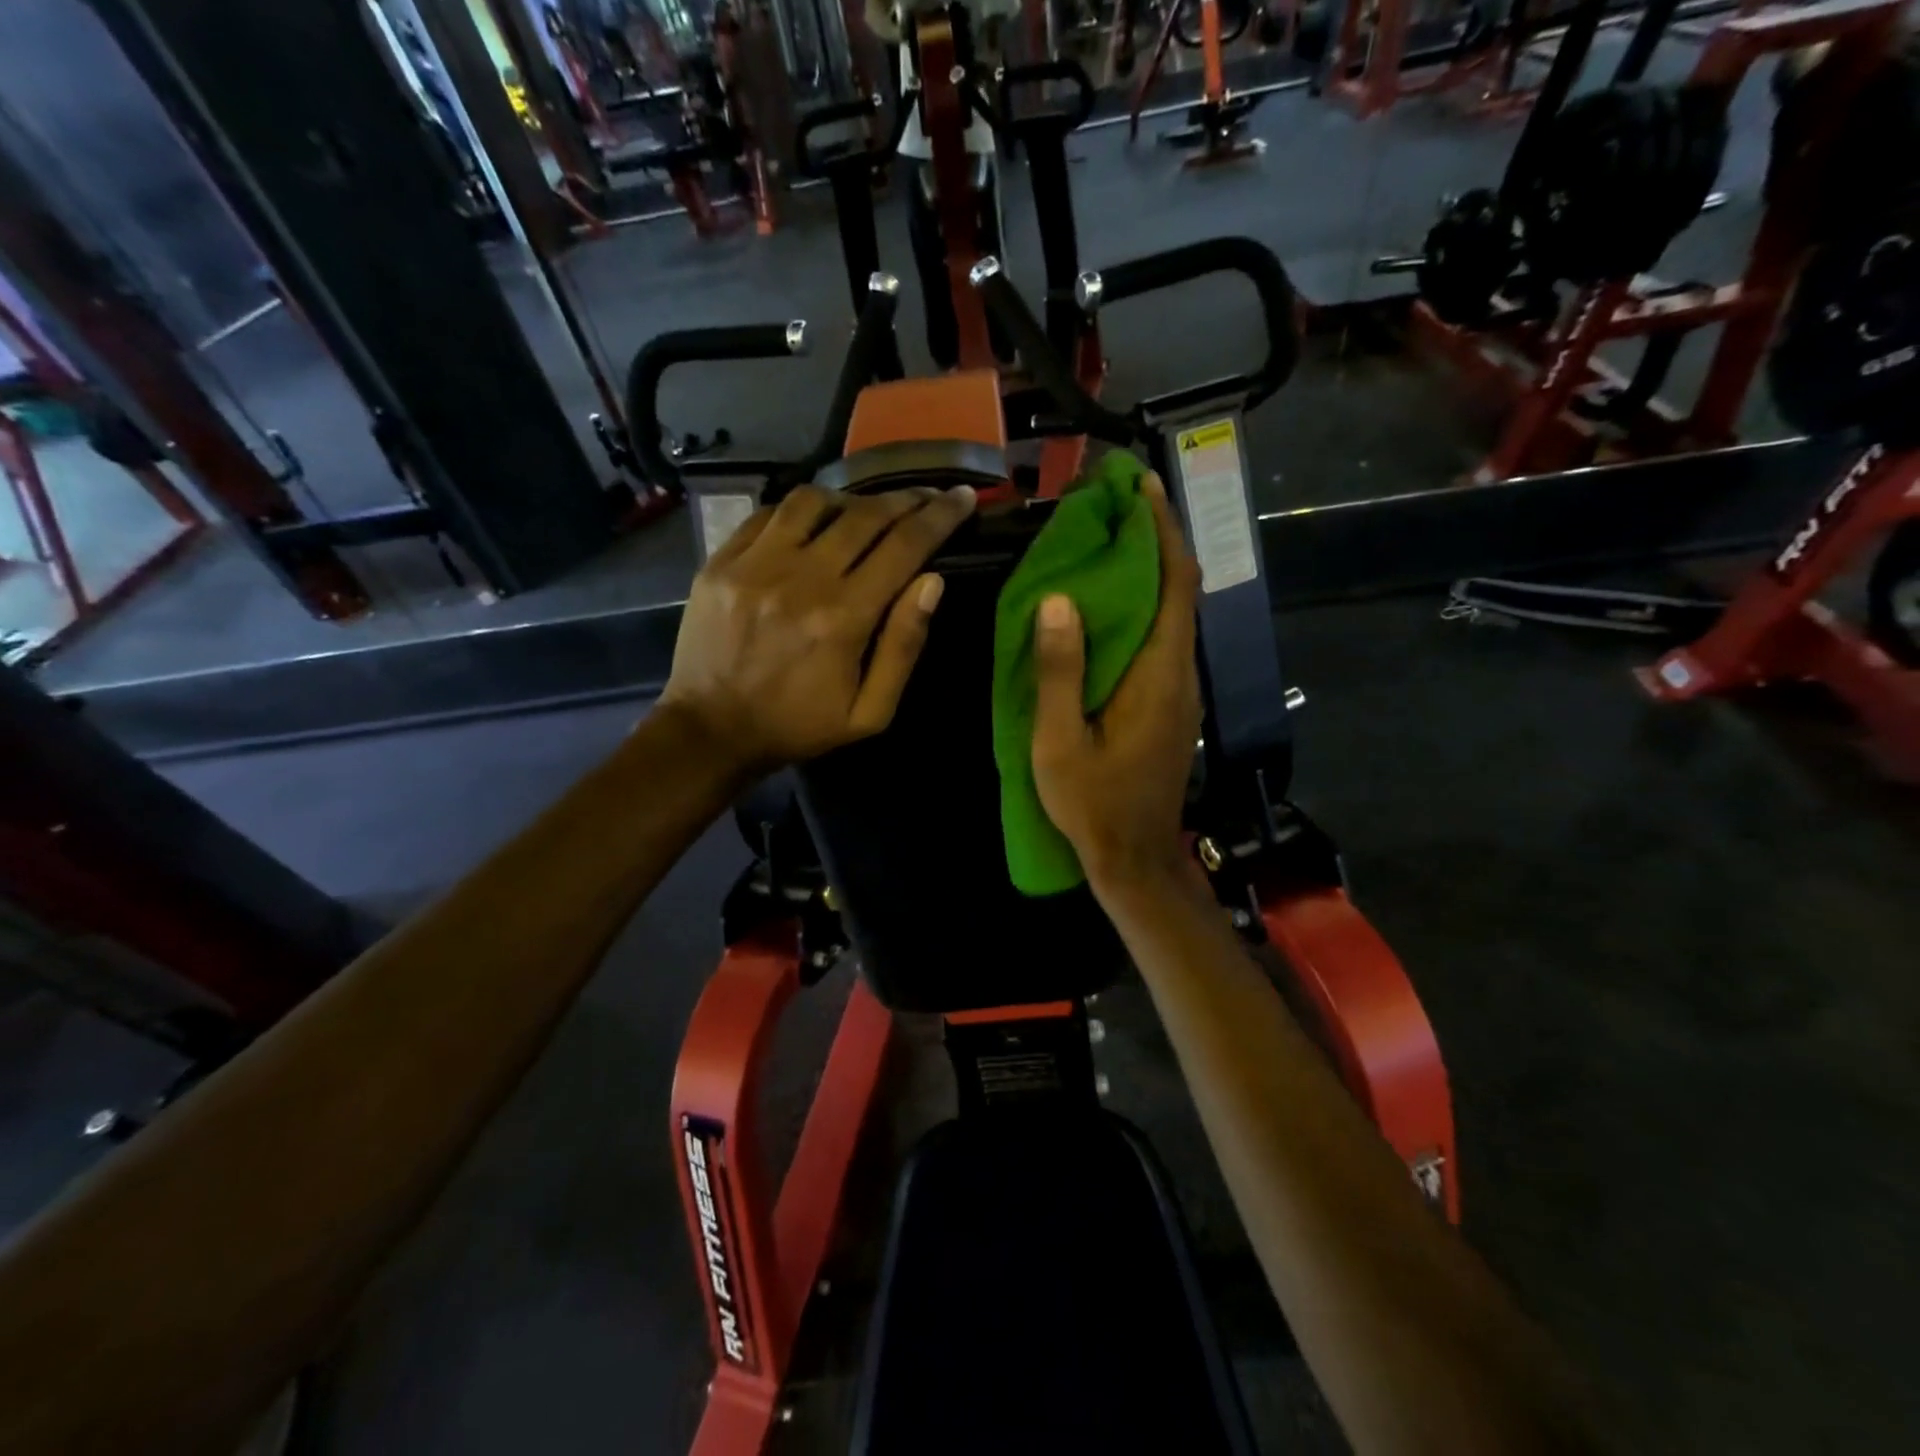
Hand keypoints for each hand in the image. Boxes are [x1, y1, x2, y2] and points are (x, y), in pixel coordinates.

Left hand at [661, 484, 974, 773]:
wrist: (712, 731)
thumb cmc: (799, 726)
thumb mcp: (870, 712)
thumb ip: (903, 647)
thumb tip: (932, 582)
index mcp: (843, 618)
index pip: (904, 546)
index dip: (940, 517)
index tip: (963, 497)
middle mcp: (800, 578)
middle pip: (865, 515)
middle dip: (906, 500)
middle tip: (927, 496)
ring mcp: (755, 564)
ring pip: (814, 501)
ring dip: (851, 500)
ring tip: (867, 512)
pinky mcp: (722, 561)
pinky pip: (769, 513)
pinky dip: (801, 510)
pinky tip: (814, 524)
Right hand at [1031, 472, 1202, 891]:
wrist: (1135, 857)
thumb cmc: (1094, 804)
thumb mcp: (1060, 743)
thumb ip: (1060, 672)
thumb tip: (1059, 600)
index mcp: (1159, 675)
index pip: (1174, 583)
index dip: (1161, 529)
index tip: (1139, 485)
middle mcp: (1180, 672)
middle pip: (1179, 589)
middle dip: (1154, 538)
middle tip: (1113, 503)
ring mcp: (1179, 689)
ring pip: (1172, 612)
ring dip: (1148, 570)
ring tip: (1108, 538)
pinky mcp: (1170, 703)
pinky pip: (1161, 638)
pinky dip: (1142, 605)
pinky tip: (1108, 603)